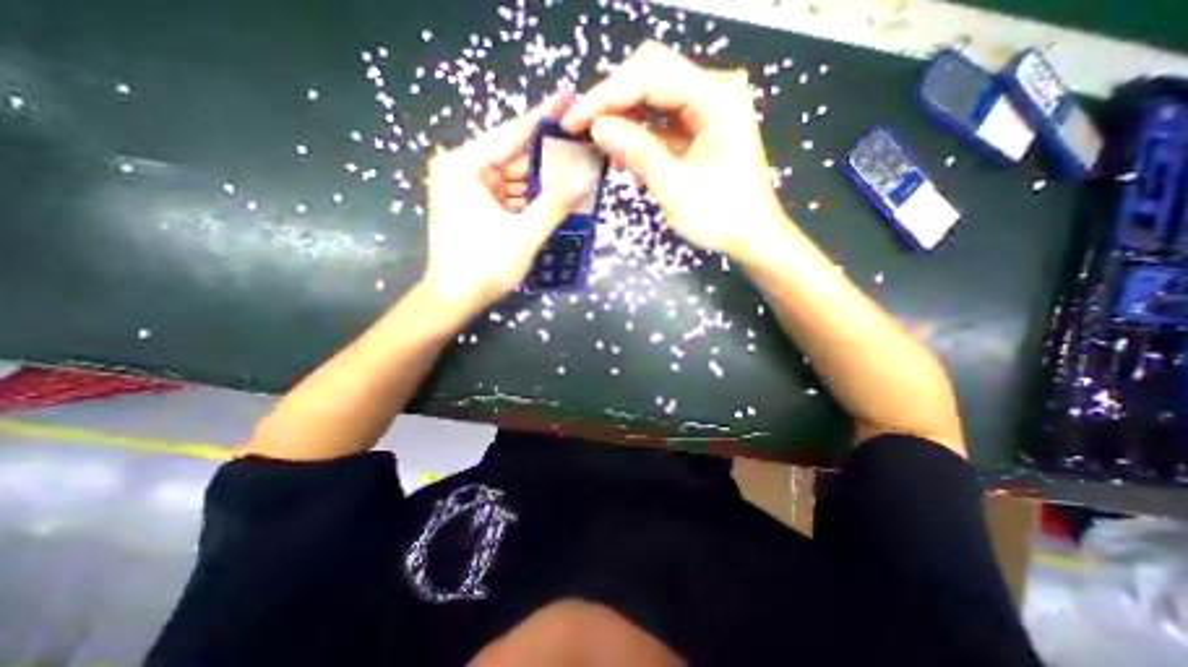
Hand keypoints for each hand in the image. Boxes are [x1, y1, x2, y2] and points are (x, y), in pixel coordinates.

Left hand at [421, 91, 597, 313]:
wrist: (454, 299)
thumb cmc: (483, 267)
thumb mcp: (524, 235)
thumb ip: (556, 203)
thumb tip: (587, 173)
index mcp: (465, 166)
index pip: (512, 134)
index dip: (544, 118)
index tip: (570, 99)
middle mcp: (464, 170)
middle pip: (516, 156)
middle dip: (550, 155)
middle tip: (583, 146)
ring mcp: (470, 189)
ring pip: (516, 177)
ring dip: (545, 179)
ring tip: (579, 170)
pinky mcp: (478, 206)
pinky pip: (512, 194)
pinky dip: (533, 196)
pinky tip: (558, 194)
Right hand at [563, 39, 786, 262]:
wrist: (753, 237)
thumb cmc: (721, 216)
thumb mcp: (674, 186)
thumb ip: (637, 151)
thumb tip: (597, 127)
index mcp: (714, 97)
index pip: (650, 75)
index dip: (607, 94)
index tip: (574, 120)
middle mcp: (713, 92)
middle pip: (652, 76)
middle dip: (613, 100)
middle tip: (581, 128)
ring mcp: (707, 110)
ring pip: (654, 98)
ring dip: (623, 116)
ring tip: (594, 139)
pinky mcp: (700, 130)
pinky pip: (662, 121)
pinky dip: (639, 133)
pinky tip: (620, 148)